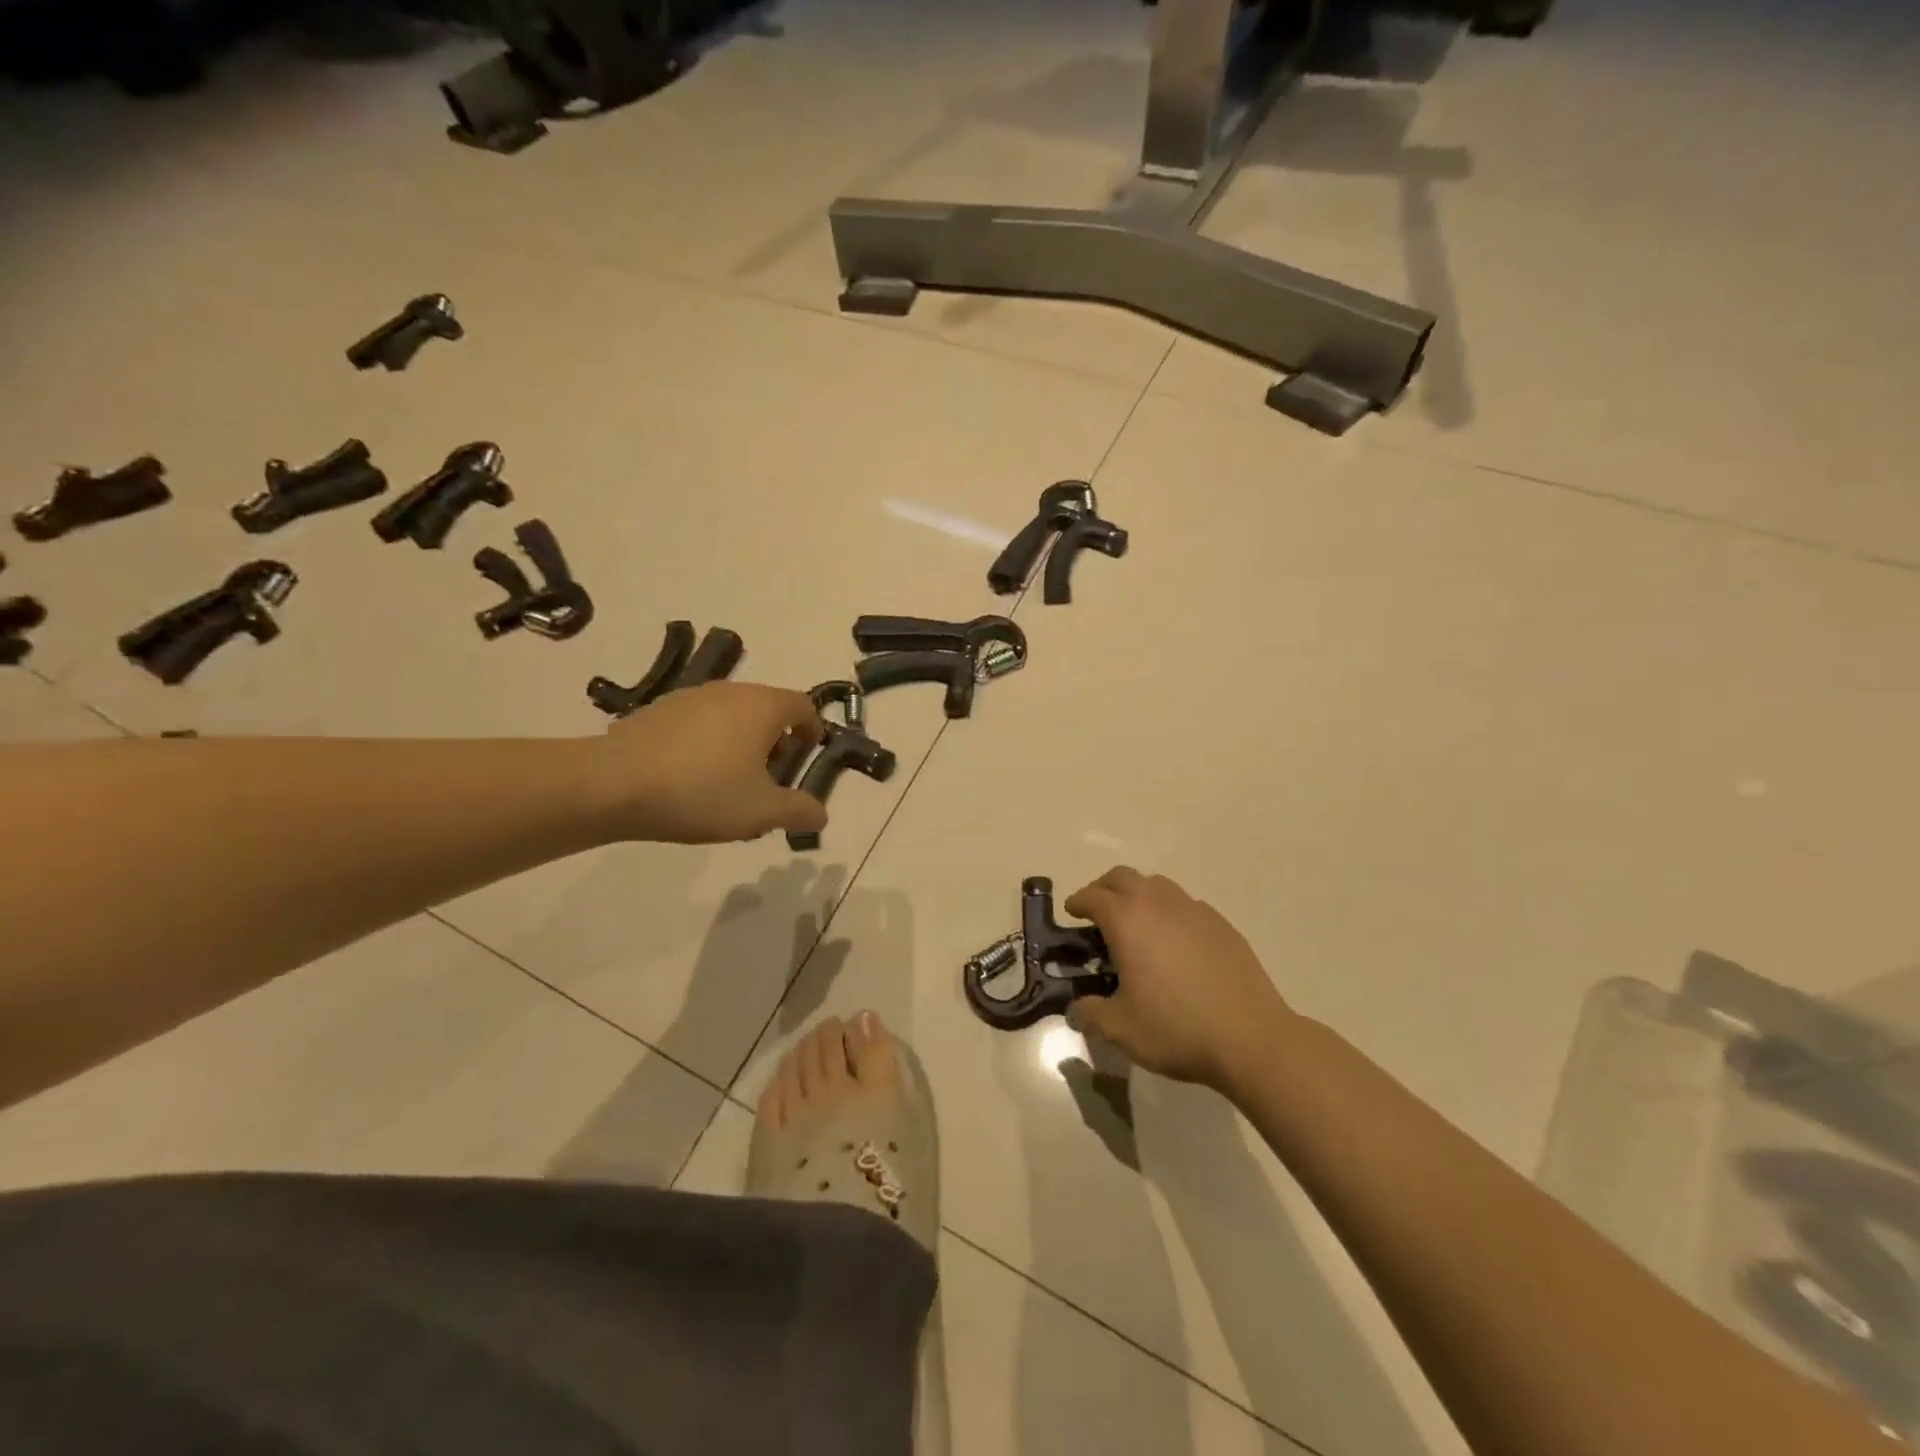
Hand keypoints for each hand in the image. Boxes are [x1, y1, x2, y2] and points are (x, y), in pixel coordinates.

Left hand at [596, 682, 825, 843]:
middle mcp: (730, 691)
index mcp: (762, 706)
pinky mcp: (658, 711)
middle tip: (771, 780)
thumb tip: (821, 814)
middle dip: (777, 743)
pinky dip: (708, 744)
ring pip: (732, 717)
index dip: (813, 730)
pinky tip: (691, 780)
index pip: (803, 705)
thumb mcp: (761, 811)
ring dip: (742, 744)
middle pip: (767, 710)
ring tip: (731, 785)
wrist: (611, 784)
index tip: (808, 756)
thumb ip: (799, 811)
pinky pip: (699, 724)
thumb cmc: (701, 792)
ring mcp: (690, 697)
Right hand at [1064, 867, 1293, 1091]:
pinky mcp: (1221, 924)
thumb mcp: (1121, 1029)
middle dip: (1104, 888)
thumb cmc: (1176, 1028)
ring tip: (1136, 924)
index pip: (1093, 896)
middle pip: (1123, 877)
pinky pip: (1185, 904)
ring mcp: (1194, 910)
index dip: (1077, 902)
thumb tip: (1076, 1011)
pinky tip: (1174, 942)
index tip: (1071, 913)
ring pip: (1157, 884)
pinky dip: (1169, 911)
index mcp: (1127, 920)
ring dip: (1138, 894)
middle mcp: (1158, 903)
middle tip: (1098, 912)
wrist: (1251, 1037)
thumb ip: (1091, 1015)